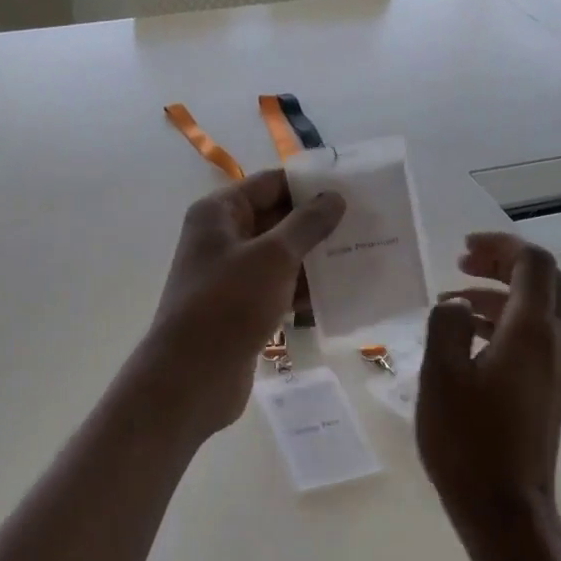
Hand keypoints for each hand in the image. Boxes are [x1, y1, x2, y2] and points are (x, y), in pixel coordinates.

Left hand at [140, 170, 345, 437]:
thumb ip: (306, 224)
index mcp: (218, 214)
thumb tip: (334, 197)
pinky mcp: (241, 310)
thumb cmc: (229, 304)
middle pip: (275, 220)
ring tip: (363, 256)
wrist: (193, 375)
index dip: (308, 185)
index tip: (353, 189)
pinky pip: (278, 290)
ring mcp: (230, 277)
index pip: (269, 185)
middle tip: (367, 224)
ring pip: (280, 258)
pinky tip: (341, 295)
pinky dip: (303, 291)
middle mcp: (221, 240)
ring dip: (315, 259)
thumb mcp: (273, 256)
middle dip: (317, 224)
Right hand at [416, 234, 560, 560]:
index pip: (532, 264)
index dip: (500, 246)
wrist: (504, 506)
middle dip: (504, 264)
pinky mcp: (546, 391)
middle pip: (544, 282)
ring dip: (499, 295)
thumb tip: (455, 304)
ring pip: (537, 311)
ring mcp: (555, 369)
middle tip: (462, 264)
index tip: (462, 250)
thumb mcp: (441, 375)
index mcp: (532, 332)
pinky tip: (466, 340)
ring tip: (453, 300)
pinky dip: (501, 323)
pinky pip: (531, 338)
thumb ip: (446, 325)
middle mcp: (554, 344)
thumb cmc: (468, 440)